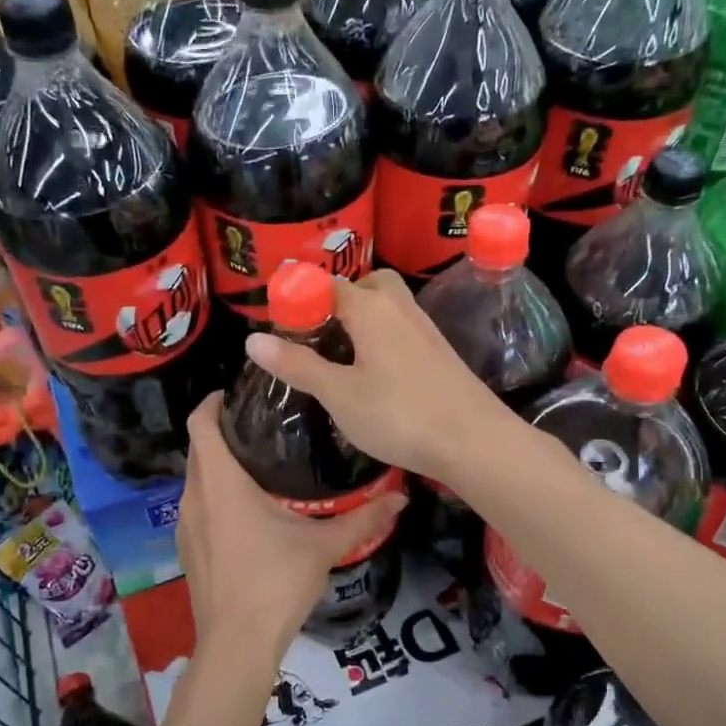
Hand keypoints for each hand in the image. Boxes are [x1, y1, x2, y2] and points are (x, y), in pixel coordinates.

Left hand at [177, 393, 405, 670]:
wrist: (237, 645)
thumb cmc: (276, 583)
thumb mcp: (324, 546)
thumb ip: (363, 519)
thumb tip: (401, 498)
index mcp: (220, 482)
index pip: (201, 423)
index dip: (214, 401)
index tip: (240, 393)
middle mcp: (194, 497)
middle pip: (199, 448)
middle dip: (224, 432)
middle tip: (264, 426)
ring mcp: (185, 526)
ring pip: (197, 480)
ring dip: (219, 466)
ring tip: (260, 464)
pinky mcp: (187, 550)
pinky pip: (198, 507)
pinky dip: (216, 496)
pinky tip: (248, 512)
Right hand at [243, 270, 508, 483]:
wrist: (473, 441)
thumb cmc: (399, 415)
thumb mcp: (339, 394)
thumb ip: (298, 365)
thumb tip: (252, 339)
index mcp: (371, 308)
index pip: (327, 285)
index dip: (300, 300)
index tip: (280, 326)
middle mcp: (400, 307)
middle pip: (366, 286)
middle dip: (338, 300)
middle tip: (316, 333)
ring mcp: (425, 329)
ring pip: (388, 307)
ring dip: (362, 319)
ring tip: (340, 354)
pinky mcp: (440, 353)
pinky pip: (402, 330)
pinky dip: (382, 338)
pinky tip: (375, 372)